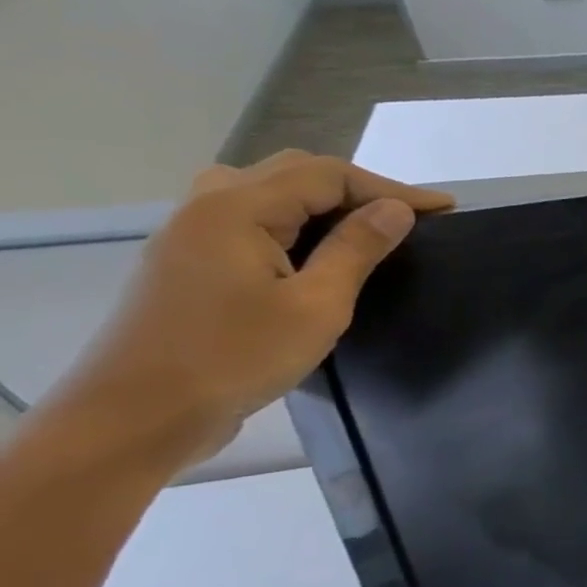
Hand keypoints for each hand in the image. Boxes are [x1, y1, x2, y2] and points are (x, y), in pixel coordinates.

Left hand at [60, 151, 452, 463]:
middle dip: (359, 188)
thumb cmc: (236, 356)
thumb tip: (397, 209)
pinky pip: (248, 217)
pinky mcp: (189, 262)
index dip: (391, 188)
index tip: (445, 210)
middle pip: (294, 173)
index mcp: (237, 210)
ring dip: (322, 200)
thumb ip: (356, 249)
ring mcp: (190, 234)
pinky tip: (315, 249)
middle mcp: (207, 208)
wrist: (140, 413)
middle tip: (410, 218)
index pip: (327, 175)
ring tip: (364, 227)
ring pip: (266, 190)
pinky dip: (294, 219)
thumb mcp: (317, 305)